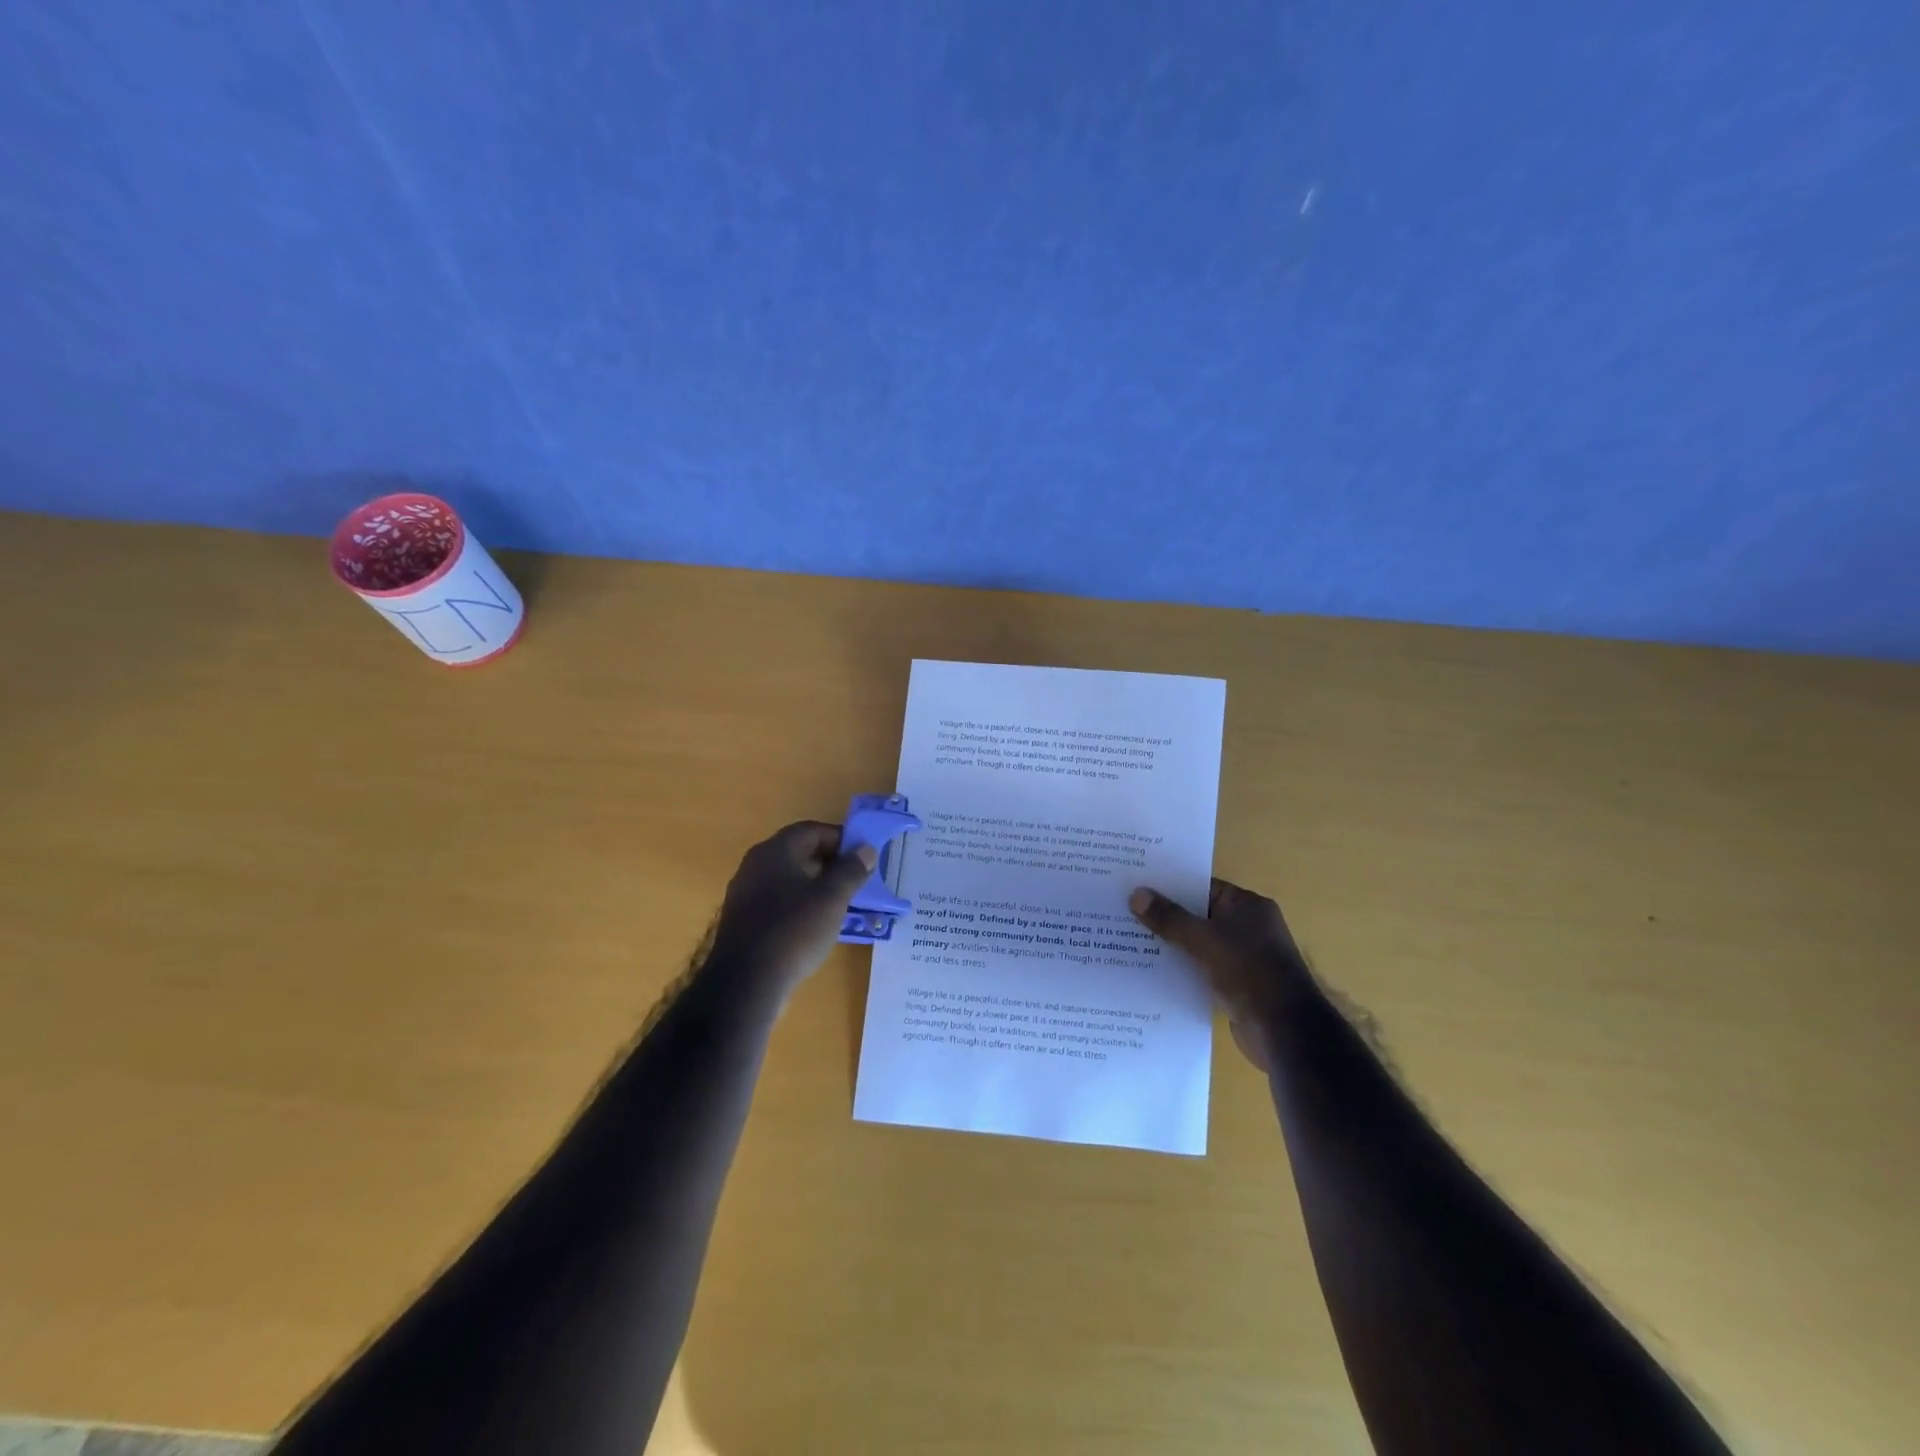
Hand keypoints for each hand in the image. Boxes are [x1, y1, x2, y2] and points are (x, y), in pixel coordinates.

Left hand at [707, 821, 877, 995]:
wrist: (746, 983)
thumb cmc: (794, 930)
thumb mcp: (832, 898)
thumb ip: (851, 870)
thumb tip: (865, 849)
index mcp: (775, 851)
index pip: (811, 830)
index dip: (840, 839)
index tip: (862, 857)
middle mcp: (755, 865)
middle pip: (798, 852)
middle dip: (829, 863)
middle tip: (855, 880)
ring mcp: (744, 894)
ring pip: (787, 879)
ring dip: (815, 885)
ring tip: (840, 904)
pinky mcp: (742, 921)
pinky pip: (776, 901)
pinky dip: (798, 905)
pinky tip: (814, 926)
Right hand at [1129, 879, 1310, 1071]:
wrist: (1284, 1030)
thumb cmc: (1247, 971)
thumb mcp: (1202, 939)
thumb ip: (1168, 918)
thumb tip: (1136, 894)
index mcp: (1247, 906)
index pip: (1202, 887)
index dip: (1170, 887)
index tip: (1137, 886)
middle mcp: (1248, 927)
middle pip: (1198, 915)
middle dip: (1166, 917)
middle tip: (1125, 913)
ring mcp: (1244, 958)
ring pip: (1198, 944)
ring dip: (1171, 946)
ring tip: (1129, 941)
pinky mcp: (1237, 985)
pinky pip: (1202, 969)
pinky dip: (1182, 969)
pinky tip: (1151, 972)